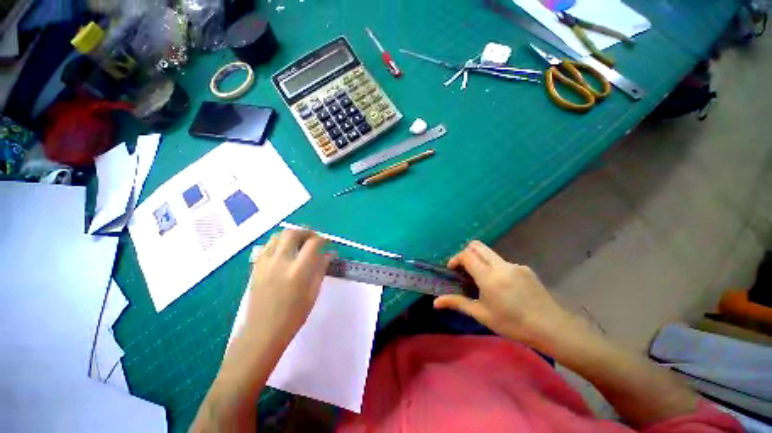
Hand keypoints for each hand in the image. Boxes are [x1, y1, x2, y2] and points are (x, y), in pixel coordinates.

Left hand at [244, 229, 333, 343]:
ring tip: (299, 243)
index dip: (322, 239)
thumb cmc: (294, 315)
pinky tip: (284, 251)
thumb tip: (329, 254)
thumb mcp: (313, 292)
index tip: (326, 243)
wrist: (263, 331)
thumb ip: (321, 269)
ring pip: (278, 236)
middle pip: (293, 233)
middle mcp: (280, 262)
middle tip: (313, 239)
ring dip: (291, 235)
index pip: (313, 243)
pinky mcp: (256, 266)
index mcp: (298, 271)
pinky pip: (268, 245)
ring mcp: (265, 263)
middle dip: (306, 232)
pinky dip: (278, 243)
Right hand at [434, 240, 574, 346]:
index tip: (452, 271)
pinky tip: (501, 287)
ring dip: (480, 261)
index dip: (456, 259)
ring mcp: (514, 265)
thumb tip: (435, 303)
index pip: (467, 255)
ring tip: (481, 281)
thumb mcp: (481, 314)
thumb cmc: (512, 324)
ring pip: (490, 253)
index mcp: (489, 276)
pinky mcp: (525, 269)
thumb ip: (457, 303)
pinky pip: (502, 262)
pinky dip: (494, 268)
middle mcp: (501, 265)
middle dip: (466, 254)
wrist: (551, 328)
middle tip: (464, 270)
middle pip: (477, 246)